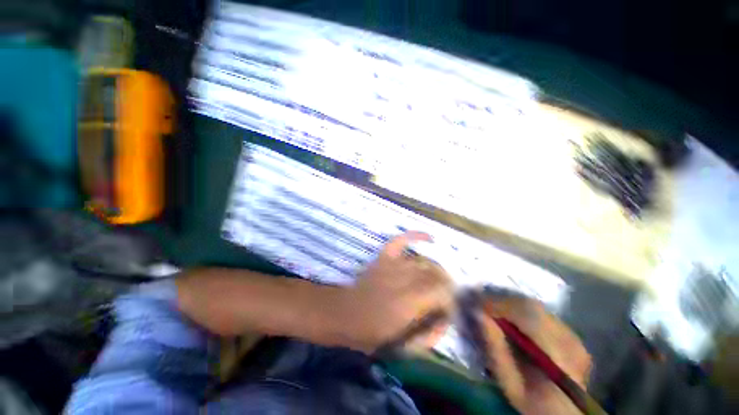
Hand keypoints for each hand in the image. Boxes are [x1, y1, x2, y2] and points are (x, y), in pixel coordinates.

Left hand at [336, 231, 454, 352]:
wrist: (346, 314)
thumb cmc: (373, 333)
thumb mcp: (404, 345)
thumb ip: (429, 334)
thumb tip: (446, 320)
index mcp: (409, 302)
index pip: (442, 291)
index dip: (450, 299)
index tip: (449, 308)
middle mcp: (404, 278)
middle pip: (435, 274)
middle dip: (445, 284)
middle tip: (445, 295)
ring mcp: (393, 264)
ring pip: (422, 261)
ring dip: (434, 269)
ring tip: (437, 279)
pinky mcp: (384, 256)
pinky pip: (401, 241)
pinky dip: (415, 236)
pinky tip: (429, 238)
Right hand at [479, 296, 591, 414]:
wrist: (564, 414)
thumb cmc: (533, 405)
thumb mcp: (510, 385)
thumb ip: (496, 349)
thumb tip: (479, 315)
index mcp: (559, 357)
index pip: (528, 314)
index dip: (500, 303)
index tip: (477, 301)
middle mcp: (571, 340)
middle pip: (532, 305)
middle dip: (502, 299)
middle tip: (480, 300)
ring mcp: (574, 336)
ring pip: (536, 306)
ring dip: (510, 302)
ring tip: (491, 305)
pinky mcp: (571, 334)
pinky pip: (540, 312)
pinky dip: (520, 309)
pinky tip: (508, 314)